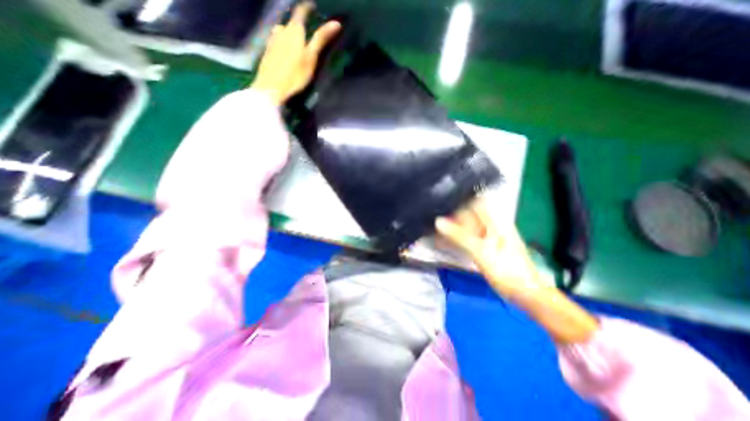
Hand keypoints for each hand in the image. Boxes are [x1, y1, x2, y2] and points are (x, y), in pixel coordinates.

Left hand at [255, 2, 341, 104]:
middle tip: (307, 30)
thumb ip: (321, 40)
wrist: (272, 88)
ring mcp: (272, 41)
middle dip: (298, 23)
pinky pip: (276, 41)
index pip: (300, 12)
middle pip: (290, 22)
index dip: (307, 7)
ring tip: (295, 41)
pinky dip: (282, 42)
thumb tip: (336, 23)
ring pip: (281, 31)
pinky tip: (284, 51)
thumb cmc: (295, 74)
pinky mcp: (267, 52)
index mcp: (293, 31)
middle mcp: (281, 31)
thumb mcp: (311, 58)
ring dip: (289, 32)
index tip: (313, 7)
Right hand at [435, 199, 598, 343]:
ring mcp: (491, 235)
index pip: (474, 201)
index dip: (457, 201)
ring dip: (453, 228)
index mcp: (496, 220)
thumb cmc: (506, 271)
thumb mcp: (480, 252)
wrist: (526, 294)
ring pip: (468, 225)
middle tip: (434, 222)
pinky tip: (447, 242)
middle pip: (469, 213)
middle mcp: (493, 224)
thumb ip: (459, 235)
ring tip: (436, 232)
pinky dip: (458, 238)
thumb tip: (438, 220)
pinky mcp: (488, 245)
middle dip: (452, 216)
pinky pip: (469, 236)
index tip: (440, 205)